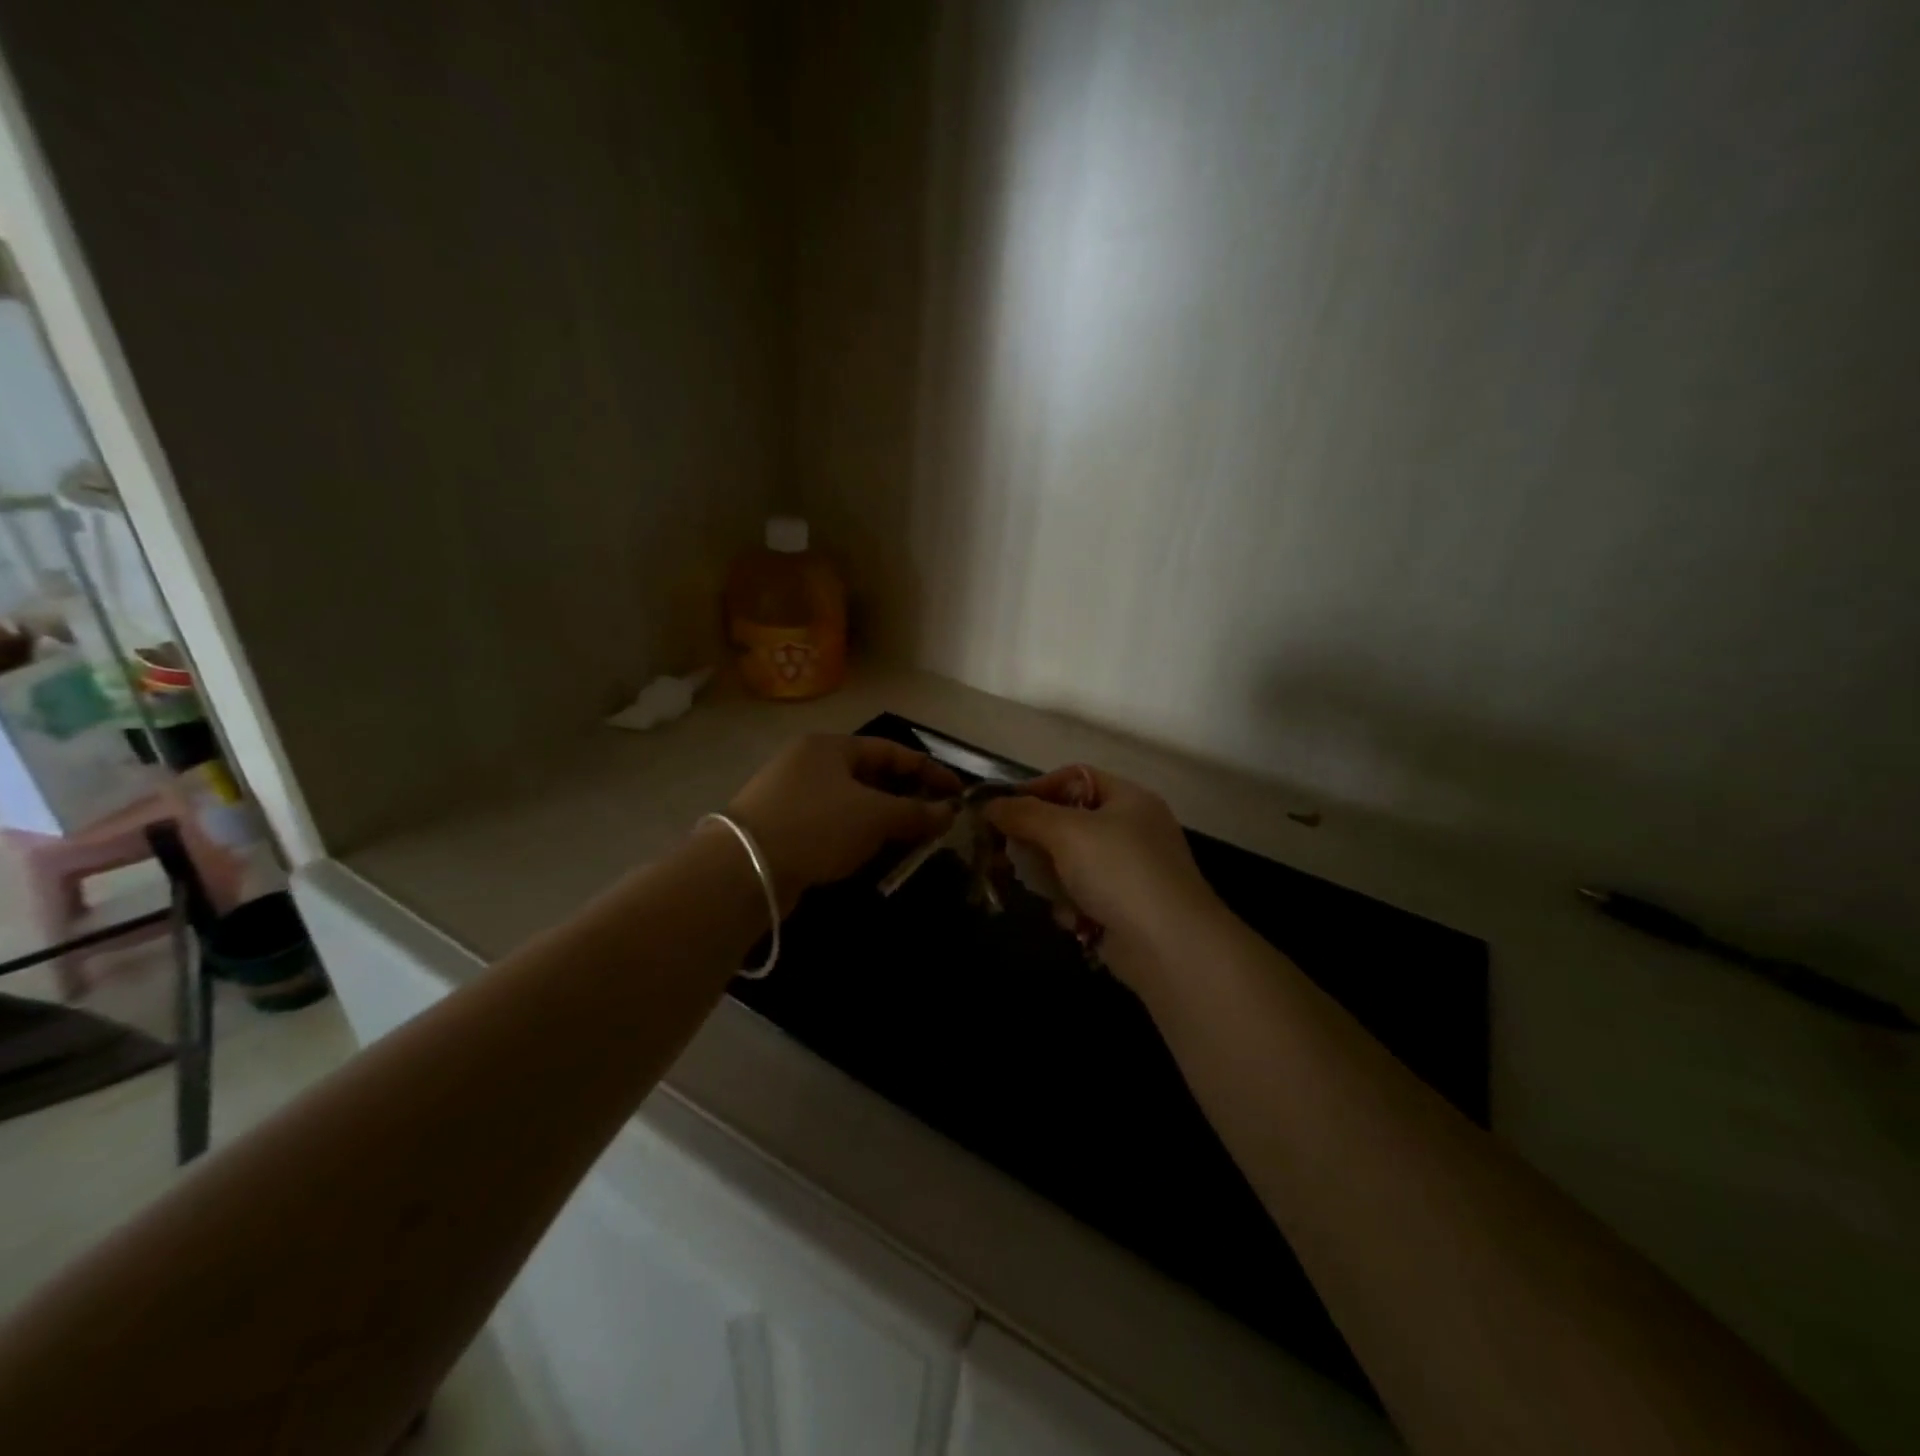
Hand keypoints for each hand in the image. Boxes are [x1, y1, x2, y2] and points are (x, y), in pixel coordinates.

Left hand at [727, 735, 960, 911]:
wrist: (744, 869)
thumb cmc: (817, 826)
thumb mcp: (875, 816)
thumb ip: (916, 813)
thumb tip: (950, 813)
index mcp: (830, 746)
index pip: (892, 750)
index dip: (929, 770)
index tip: (957, 792)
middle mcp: (810, 763)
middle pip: (871, 775)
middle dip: (907, 797)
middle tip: (937, 819)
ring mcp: (792, 795)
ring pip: (853, 802)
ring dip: (885, 819)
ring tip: (913, 841)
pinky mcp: (783, 826)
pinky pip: (833, 824)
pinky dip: (859, 835)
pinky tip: (875, 854)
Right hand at [986, 766, 1223, 990]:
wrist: (1169, 946)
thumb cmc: (1119, 872)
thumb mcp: (1067, 832)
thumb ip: (1024, 814)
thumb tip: (989, 804)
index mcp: (1127, 799)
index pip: (1073, 778)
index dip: (1036, 789)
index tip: (1002, 810)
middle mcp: (1131, 829)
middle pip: (1068, 822)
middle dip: (1036, 839)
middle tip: (1003, 852)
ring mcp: (1130, 871)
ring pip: (1070, 862)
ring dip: (1051, 877)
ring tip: (1041, 890)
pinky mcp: (1124, 908)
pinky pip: (1083, 895)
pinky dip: (1072, 905)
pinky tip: (1072, 918)